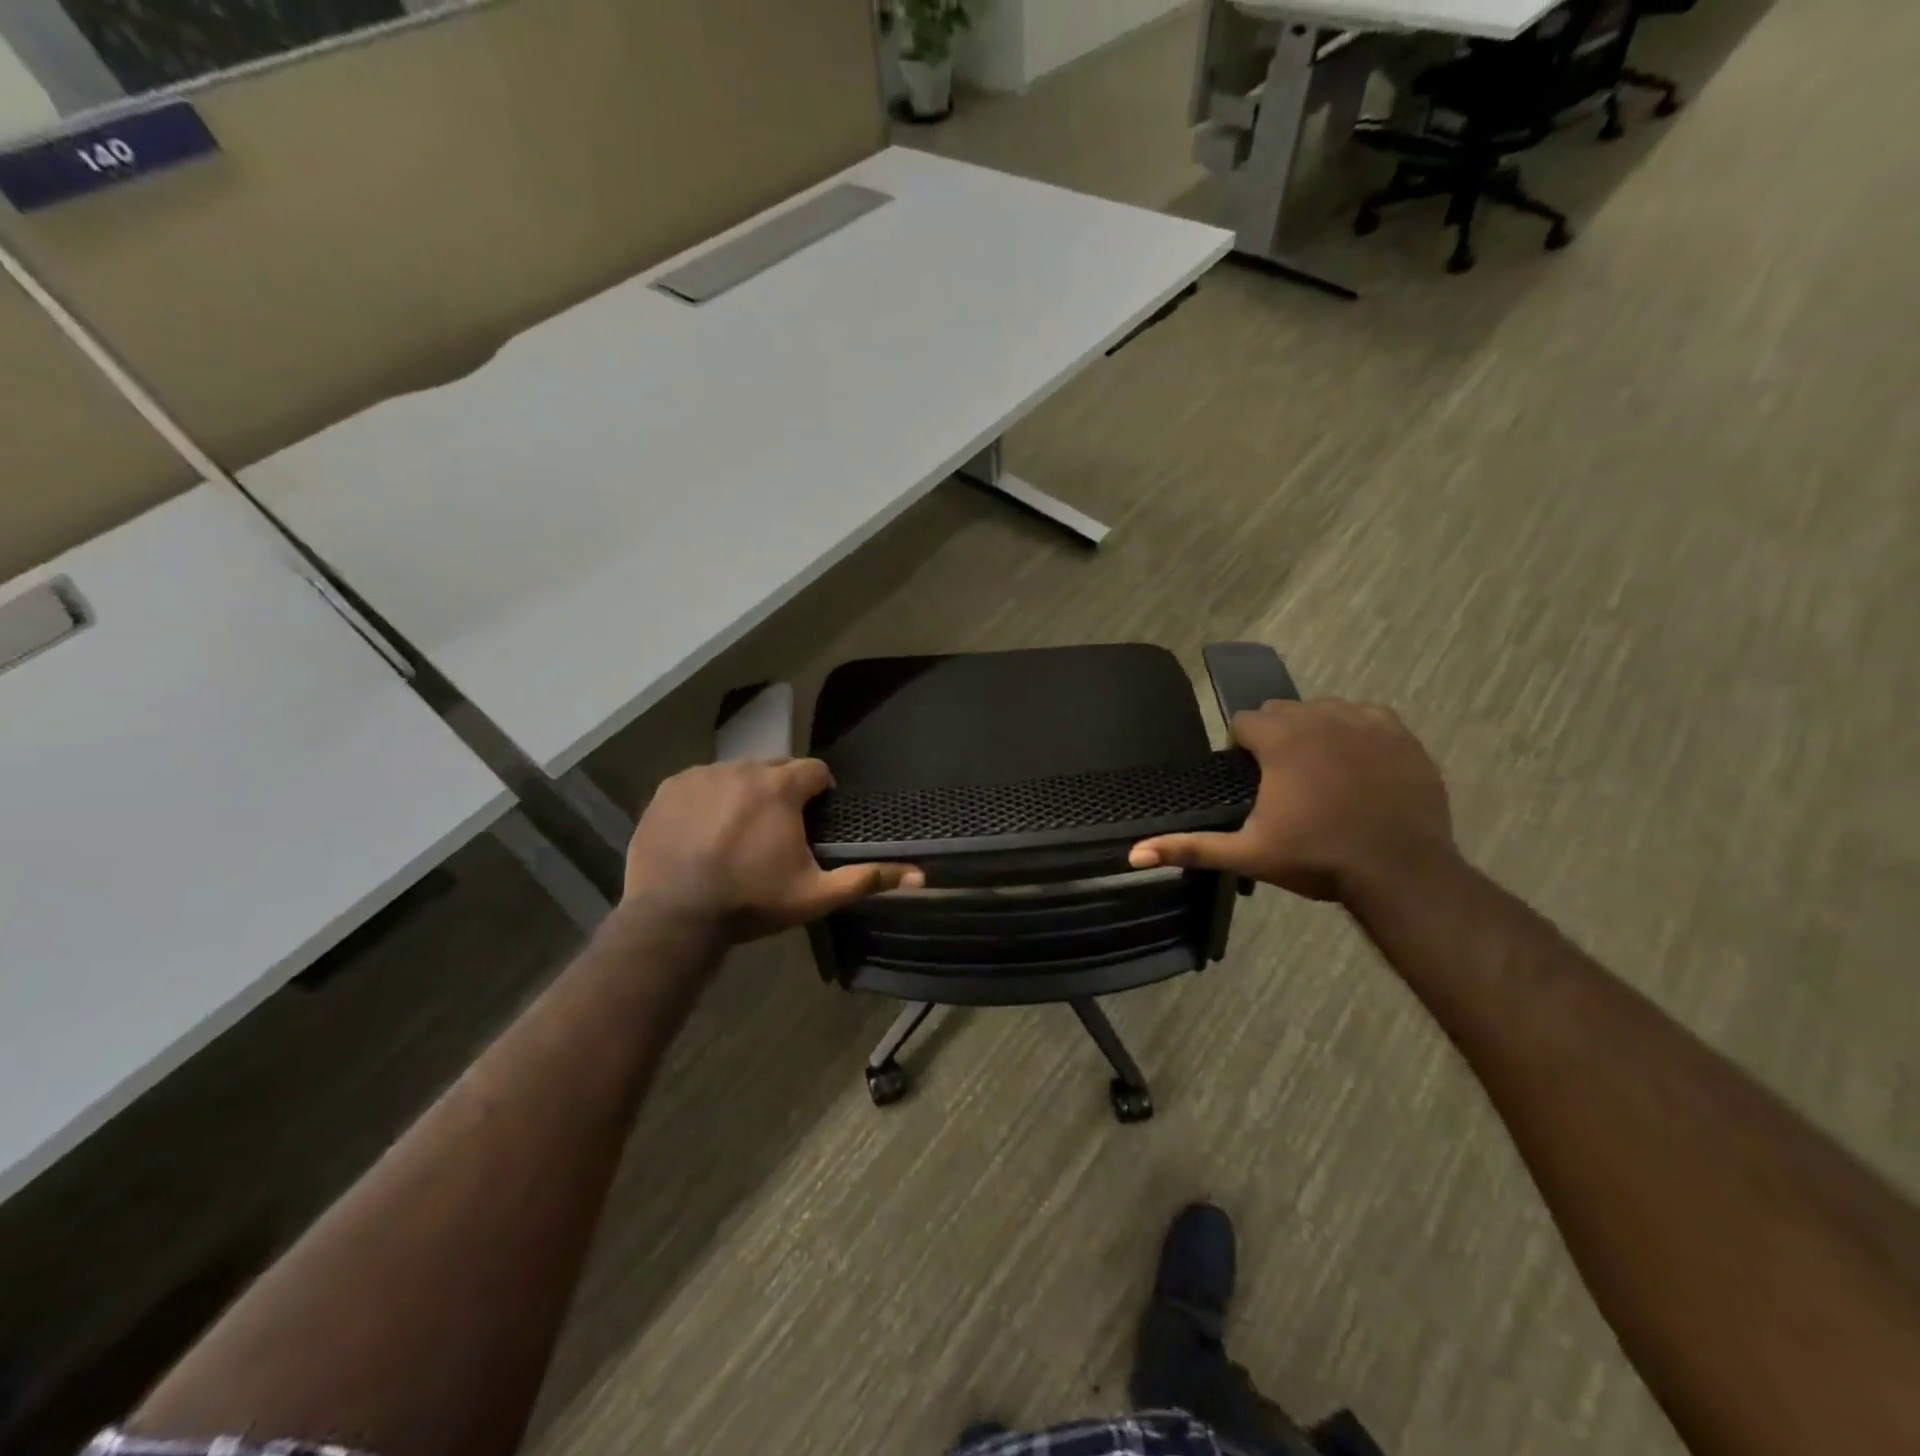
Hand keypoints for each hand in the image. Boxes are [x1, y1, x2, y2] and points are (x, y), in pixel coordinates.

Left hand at [622, 759, 922, 939]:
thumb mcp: (815, 895)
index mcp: (781, 786)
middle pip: (775, 767)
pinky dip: (707, 799)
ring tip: (737, 831)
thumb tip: (921, 876)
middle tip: (777, 829)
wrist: (673, 916)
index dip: (820, 792)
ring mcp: (701, 775)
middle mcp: (742, 768)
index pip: (815, 770)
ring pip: (735, 773)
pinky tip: (703, 831)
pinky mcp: (669, 788)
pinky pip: (699, 783)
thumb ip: (867, 879)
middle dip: (782, 790)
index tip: (814, 818)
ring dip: (744, 793)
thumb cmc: (751, 902)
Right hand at [1129, 699, 1454, 901]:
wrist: (1402, 873)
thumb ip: (1190, 847)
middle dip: (1275, 737)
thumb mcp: (1248, 855)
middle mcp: (1320, 717)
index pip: (1244, 722)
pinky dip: (1355, 732)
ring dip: (1313, 731)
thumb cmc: (1318, 859)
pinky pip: (1366, 716)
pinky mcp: (1400, 734)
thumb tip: (1133, 854)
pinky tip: (1357, 765)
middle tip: (1282, 781)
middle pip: (1282, 711)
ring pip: (1324, 709)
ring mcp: (1365, 722)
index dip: (1241, 749)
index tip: (1251, 780)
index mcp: (1281, 740)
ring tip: (1320, 773)